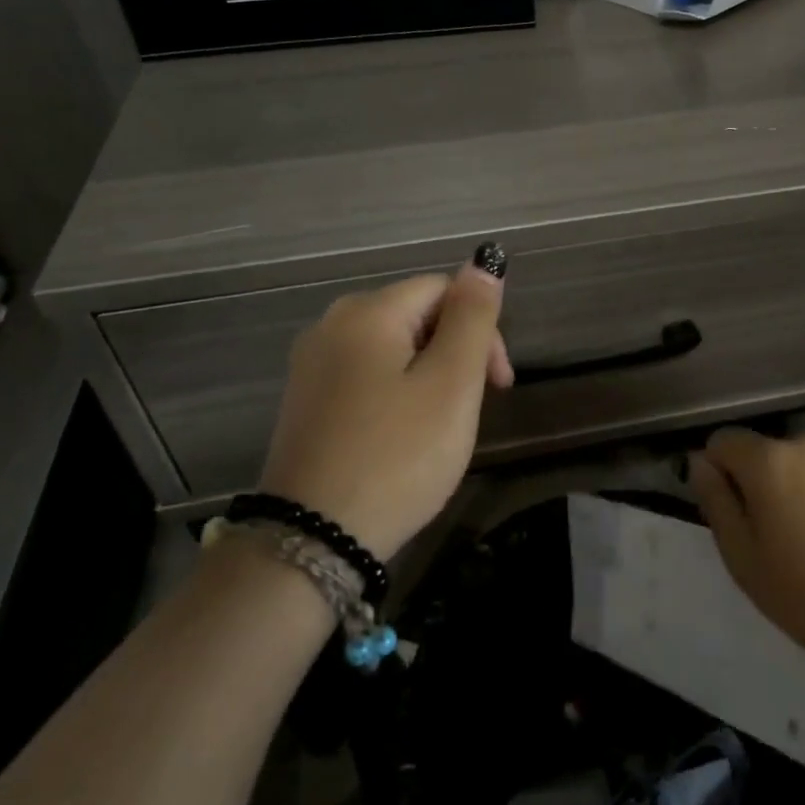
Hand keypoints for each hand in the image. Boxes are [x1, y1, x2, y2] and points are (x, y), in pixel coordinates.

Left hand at [259, 249, 511, 561]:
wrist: (312, 541)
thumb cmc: (396, 457)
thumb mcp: (451, 384)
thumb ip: (472, 318)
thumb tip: (483, 263)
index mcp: (367, 312)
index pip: (443, 289)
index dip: (481, 328)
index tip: (498, 385)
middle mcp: (331, 324)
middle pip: (416, 315)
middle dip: (456, 353)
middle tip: (472, 410)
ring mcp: (311, 365)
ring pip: (393, 348)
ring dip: (429, 376)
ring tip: (440, 428)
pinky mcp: (305, 402)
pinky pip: (366, 376)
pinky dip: (396, 394)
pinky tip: (402, 437)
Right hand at [690, 426, 804, 683]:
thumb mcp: (745, 561)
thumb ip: (716, 502)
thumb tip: (700, 462)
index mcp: (770, 460)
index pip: (723, 441)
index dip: (717, 473)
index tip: (732, 515)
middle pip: (768, 453)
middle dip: (763, 484)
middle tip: (776, 540)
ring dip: (802, 490)